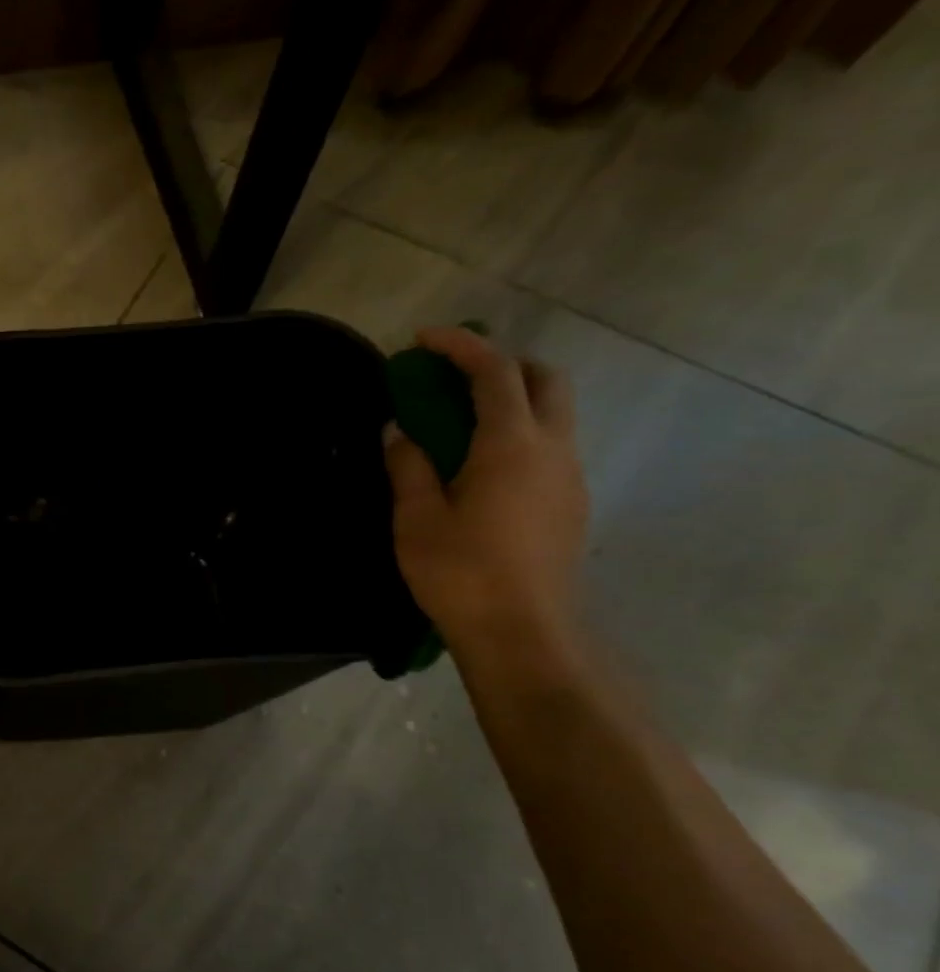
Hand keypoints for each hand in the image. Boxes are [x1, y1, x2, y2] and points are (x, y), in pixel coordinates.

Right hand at [385, 327, 589, 660]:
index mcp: (512, 445)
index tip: (423, 339)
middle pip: (545, 380)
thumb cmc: (460, 572)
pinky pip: (550, 448)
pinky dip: (519, 434)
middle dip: (502, 365)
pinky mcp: (571, 505)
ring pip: (554, 415)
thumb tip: (400, 431)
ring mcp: (570, 478)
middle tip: (454, 378)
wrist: (522, 632)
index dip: (461, 347)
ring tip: (461, 424)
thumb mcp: (416, 518)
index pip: (494, 373)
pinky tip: (482, 469)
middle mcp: (553, 450)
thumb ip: (408, 465)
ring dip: (513, 401)